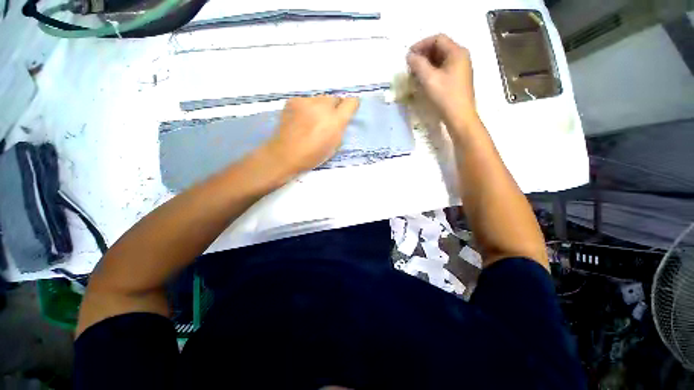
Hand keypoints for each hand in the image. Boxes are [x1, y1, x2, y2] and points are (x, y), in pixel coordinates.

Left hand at [261, 96, 359, 174]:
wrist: (286, 154)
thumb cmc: (312, 155)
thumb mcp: (334, 145)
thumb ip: (340, 129)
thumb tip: (341, 119)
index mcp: (335, 121)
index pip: (351, 102)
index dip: (351, 106)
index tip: (348, 112)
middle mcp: (323, 106)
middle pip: (335, 99)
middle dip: (334, 108)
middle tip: (327, 121)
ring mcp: (307, 101)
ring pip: (320, 99)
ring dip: (320, 108)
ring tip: (312, 121)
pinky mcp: (294, 100)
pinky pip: (306, 101)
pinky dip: (307, 108)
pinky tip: (300, 119)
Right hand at [406, 34, 477, 128]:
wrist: (459, 116)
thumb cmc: (445, 96)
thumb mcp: (429, 79)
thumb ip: (418, 65)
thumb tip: (410, 56)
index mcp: (457, 52)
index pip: (437, 39)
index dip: (421, 44)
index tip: (409, 55)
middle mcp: (460, 56)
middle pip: (440, 48)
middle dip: (423, 54)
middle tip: (411, 65)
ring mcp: (460, 68)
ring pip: (441, 59)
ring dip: (426, 63)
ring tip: (415, 73)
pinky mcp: (457, 79)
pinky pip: (443, 68)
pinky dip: (432, 71)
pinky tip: (424, 79)